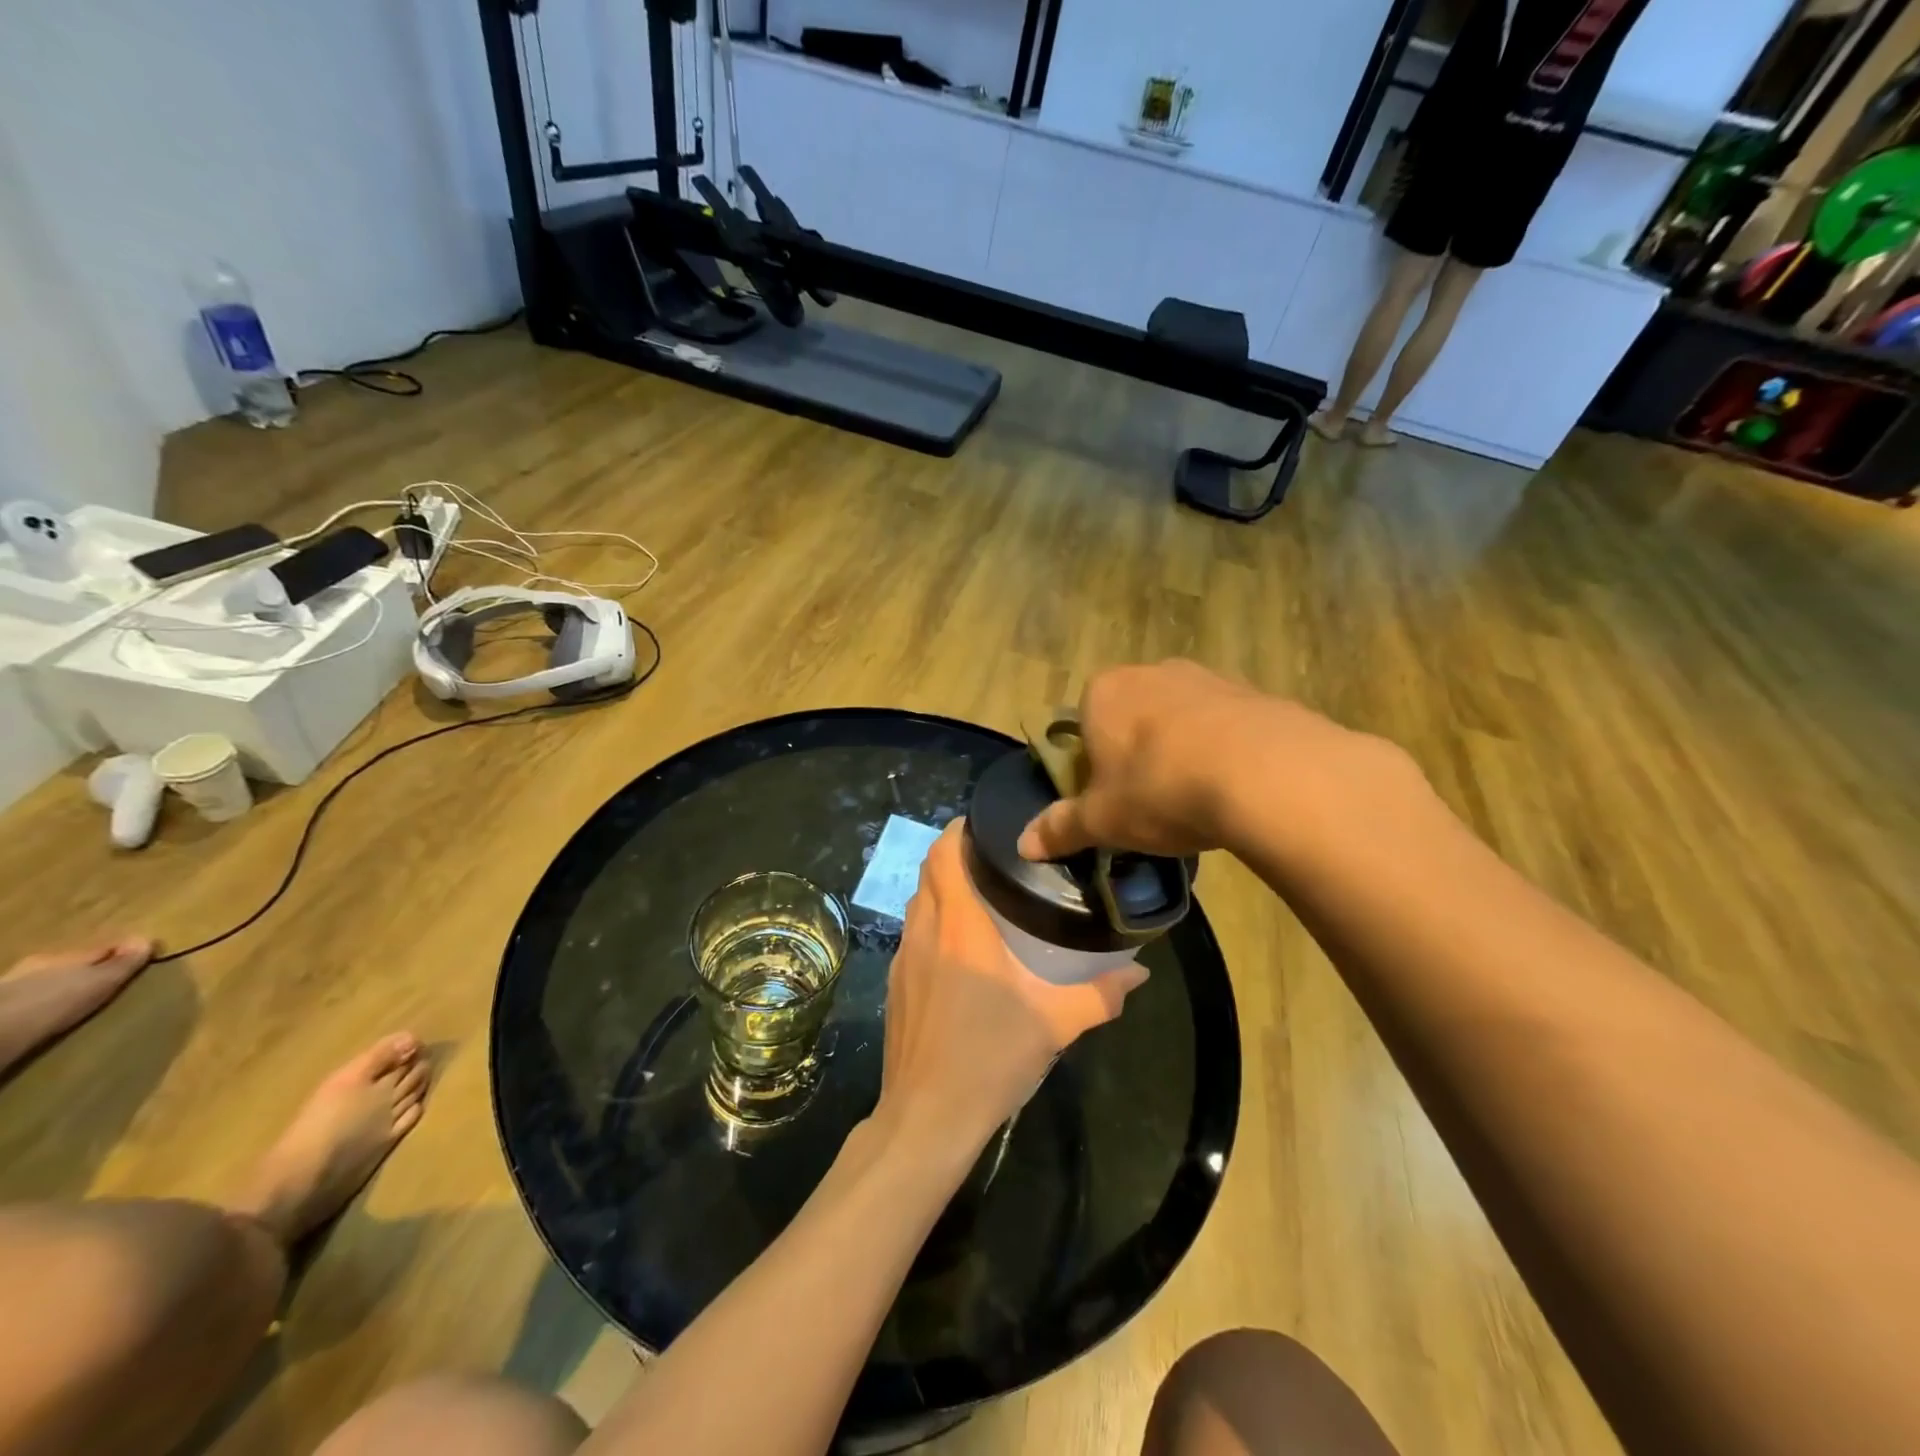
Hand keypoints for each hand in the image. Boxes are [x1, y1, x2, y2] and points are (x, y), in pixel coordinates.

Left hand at [877, 822, 1146, 1156]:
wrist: (927, 1118)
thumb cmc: (990, 1058)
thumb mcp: (1055, 1025)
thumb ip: (1100, 994)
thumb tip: (1138, 971)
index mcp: (958, 926)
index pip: (944, 854)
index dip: (959, 830)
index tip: (986, 825)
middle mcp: (924, 931)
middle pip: (928, 871)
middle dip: (954, 855)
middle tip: (995, 859)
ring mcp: (903, 958)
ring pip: (917, 902)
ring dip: (941, 889)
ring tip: (980, 896)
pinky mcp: (894, 984)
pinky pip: (912, 934)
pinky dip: (932, 922)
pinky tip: (959, 949)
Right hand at [1017, 660, 1404, 866]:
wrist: (1265, 773)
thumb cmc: (1160, 789)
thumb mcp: (1103, 820)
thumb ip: (1061, 828)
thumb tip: (1022, 845)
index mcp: (1104, 693)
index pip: (1084, 722)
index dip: (1093, 762)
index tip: (1110, 797)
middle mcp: (1152, 672)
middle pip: (1132, 716)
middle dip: (1137, 752)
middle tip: (1151, 800)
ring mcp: (1206, 677)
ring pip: (1180, 718)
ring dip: (1182, 749)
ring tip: (1197, 797)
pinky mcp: (1254, 692)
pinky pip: (1226, 724)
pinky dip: (1225, 749)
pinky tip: (1235, 787)